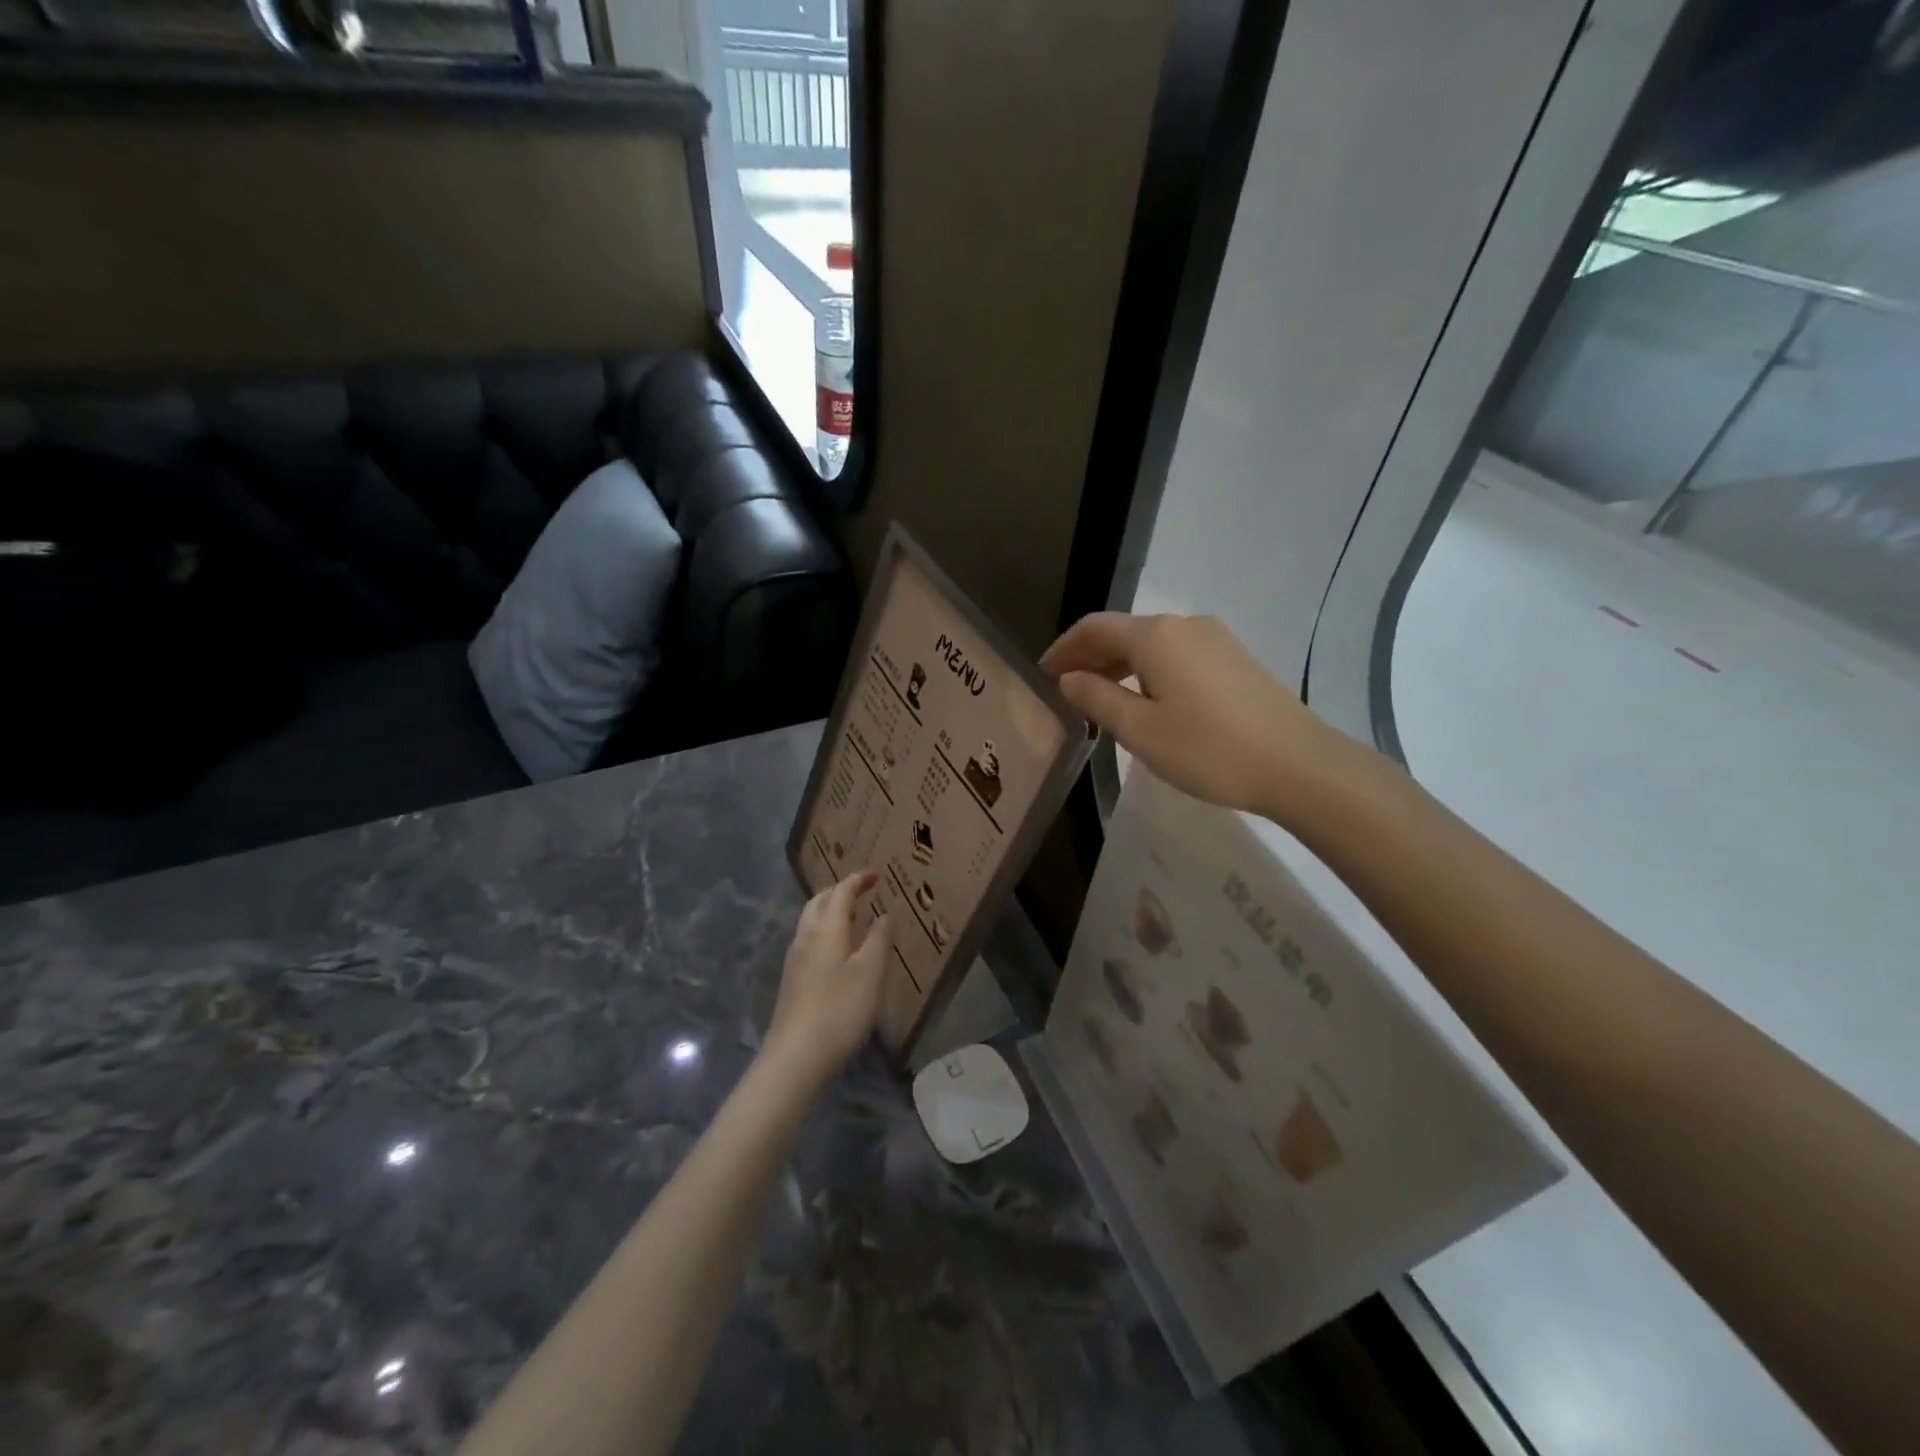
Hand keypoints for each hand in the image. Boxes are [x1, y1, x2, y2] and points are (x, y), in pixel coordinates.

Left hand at [764, 872, 892, 1086]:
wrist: (795, 1056)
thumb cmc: (839, 1010)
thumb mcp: (871, 973)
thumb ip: (880, 939)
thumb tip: (885, 914)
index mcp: (826, 929)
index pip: (840, 892)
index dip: (857, 880)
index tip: (876, 875)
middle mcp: (805, 937)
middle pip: (818, 902)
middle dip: (839, 892)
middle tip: (862, 892)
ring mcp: (794, 960)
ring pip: (810, 921)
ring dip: (830, 911)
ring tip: (853, 918)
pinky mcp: (791, 981)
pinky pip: (809, 940)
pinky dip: (825, 931)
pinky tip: (838, 951)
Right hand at [1041, 613, 1347, 823]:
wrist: (1298, 764)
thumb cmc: (1209, 749)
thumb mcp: (1140, 731)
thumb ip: (1097, 699)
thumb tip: (1069, 679)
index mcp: (1155, 636)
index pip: (1094, 628)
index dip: (1064, 648)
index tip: (1043, 674)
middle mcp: (1184, 625)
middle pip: (1123, 631)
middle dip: (1090, 656)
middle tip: (1065, 689)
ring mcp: (1215, 639)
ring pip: (1151, 644)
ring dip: (1119, 665)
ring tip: (1100, 698)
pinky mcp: (1234, 658)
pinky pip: (1176, 654)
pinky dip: (1148, 670)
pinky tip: (1146, 700)